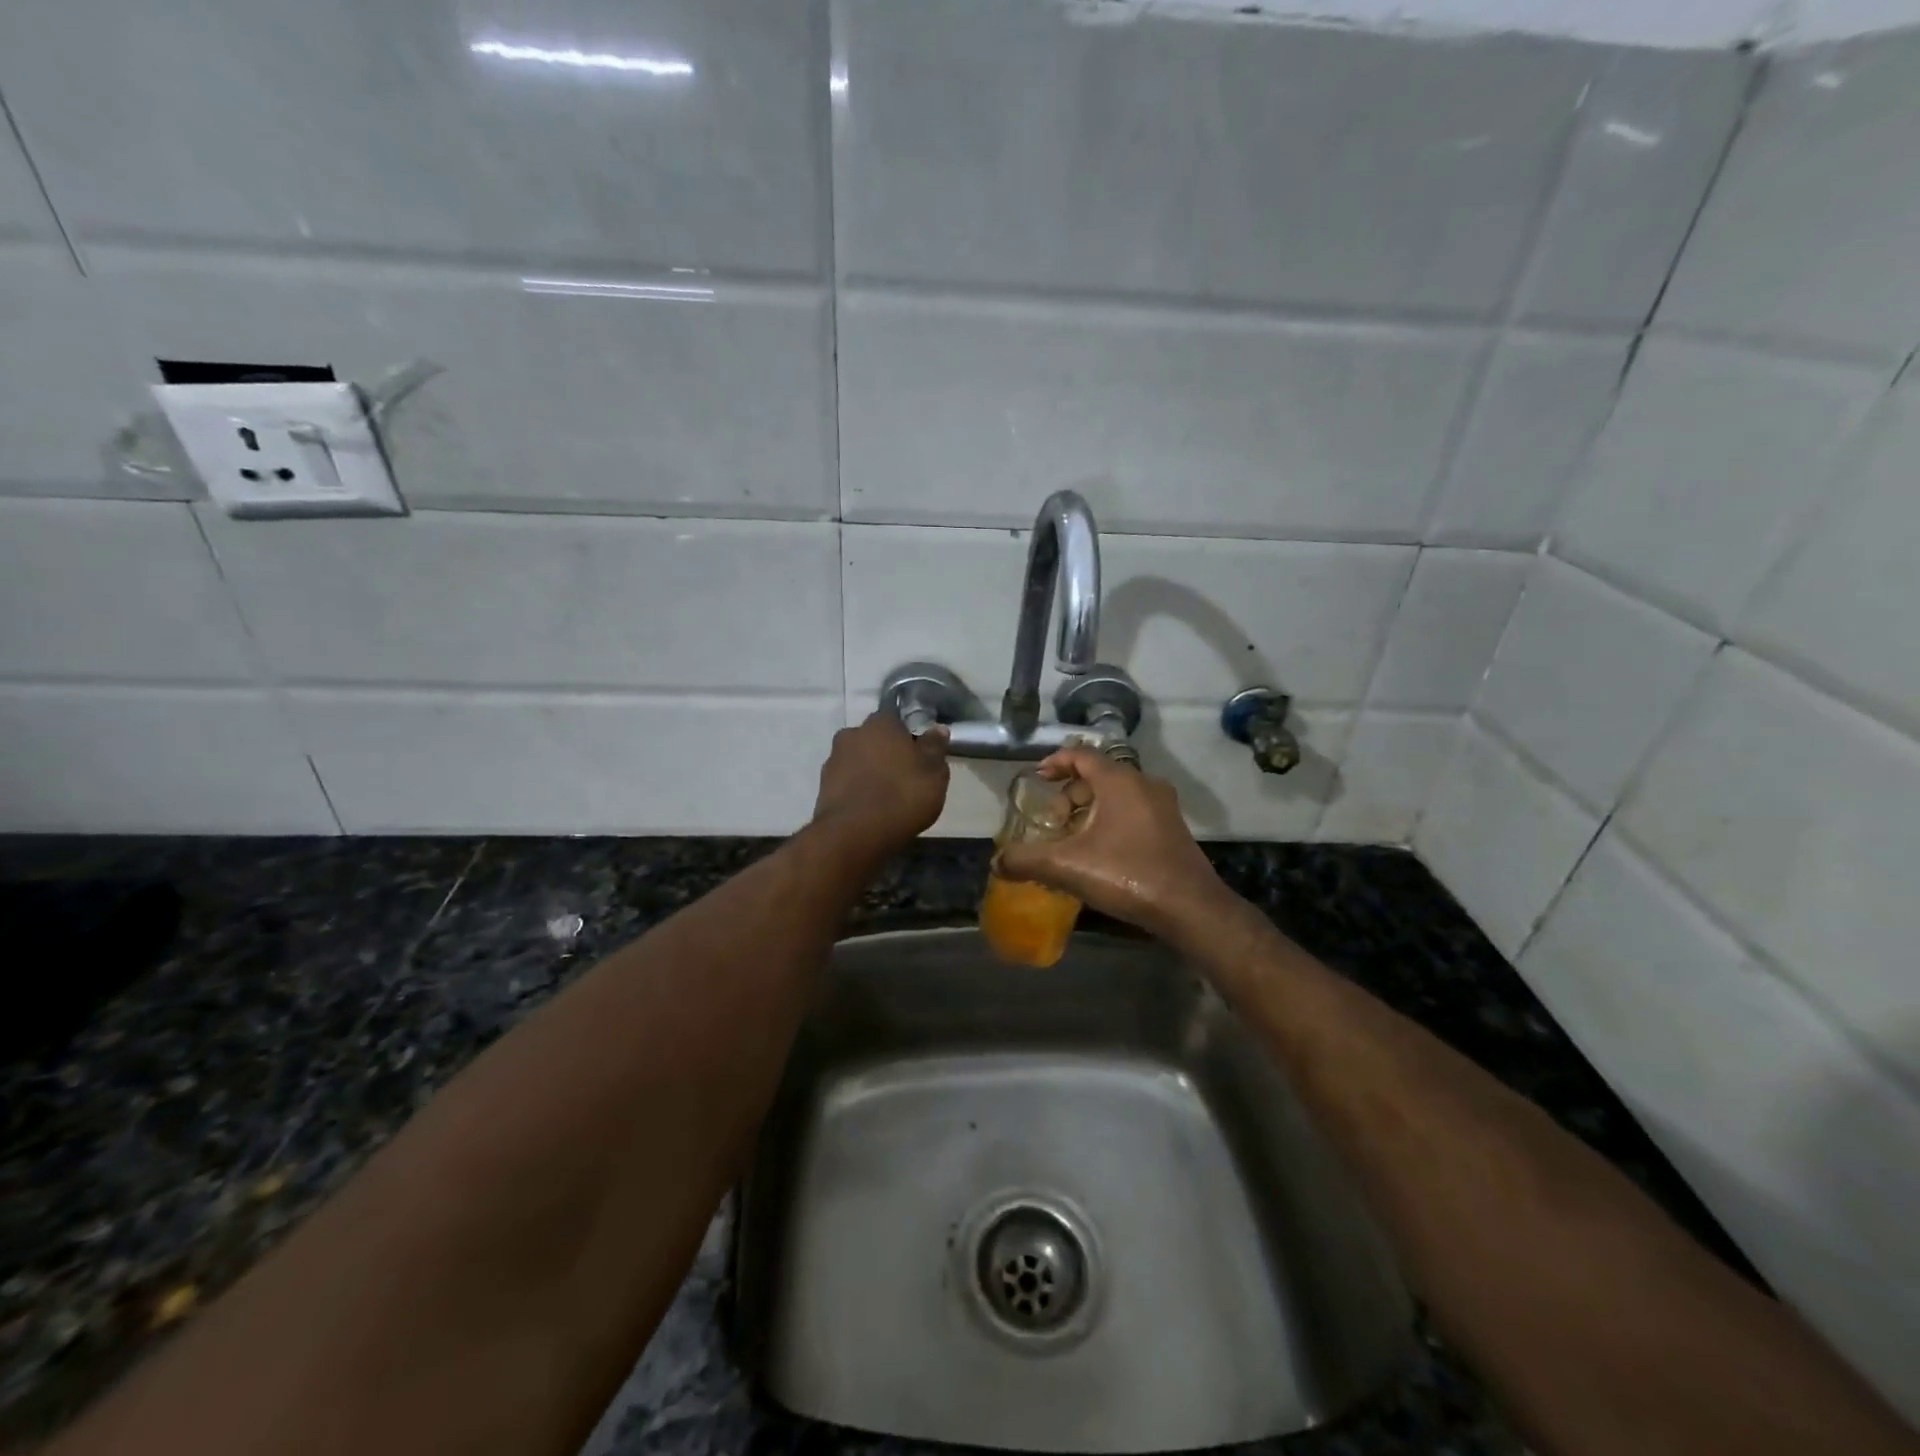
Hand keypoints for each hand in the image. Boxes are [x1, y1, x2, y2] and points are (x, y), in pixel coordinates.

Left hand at [810, 713, 949, 855]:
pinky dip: (856, 790)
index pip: (895, 719)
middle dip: (885, 753)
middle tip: (903, 776)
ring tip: (885, 797)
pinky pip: (846, 783)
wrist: (854, 834)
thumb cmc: (902, 796)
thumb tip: (938, 729)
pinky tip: (868, 809)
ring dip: (868, 772)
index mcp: (880, 724)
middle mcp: (852, 734)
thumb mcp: (934, 774)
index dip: (907, 736)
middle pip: (873, 739)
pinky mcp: (822, 787)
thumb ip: (935, 748)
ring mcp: (833, 760)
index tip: (917, 755)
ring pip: (857, 761)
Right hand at [997, 747, 1234, 940]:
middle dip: (1070, 794)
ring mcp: (1162, 806)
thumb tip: (996, 862)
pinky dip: (1110, 821)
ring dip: (1090, 810)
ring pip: (1116, 795)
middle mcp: (1144, 784)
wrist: (1190, 907)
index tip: (1037, 777)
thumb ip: (1027, 860)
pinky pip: (1133, 811)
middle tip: (1052, 820)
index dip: (1055, 762)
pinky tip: (1100, 853)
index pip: (1082, 755)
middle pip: (1098, 776)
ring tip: (1071, 839)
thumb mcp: (1068, 867)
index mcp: (1119, 781)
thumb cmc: (1127, 875)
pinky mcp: (1172, 828)